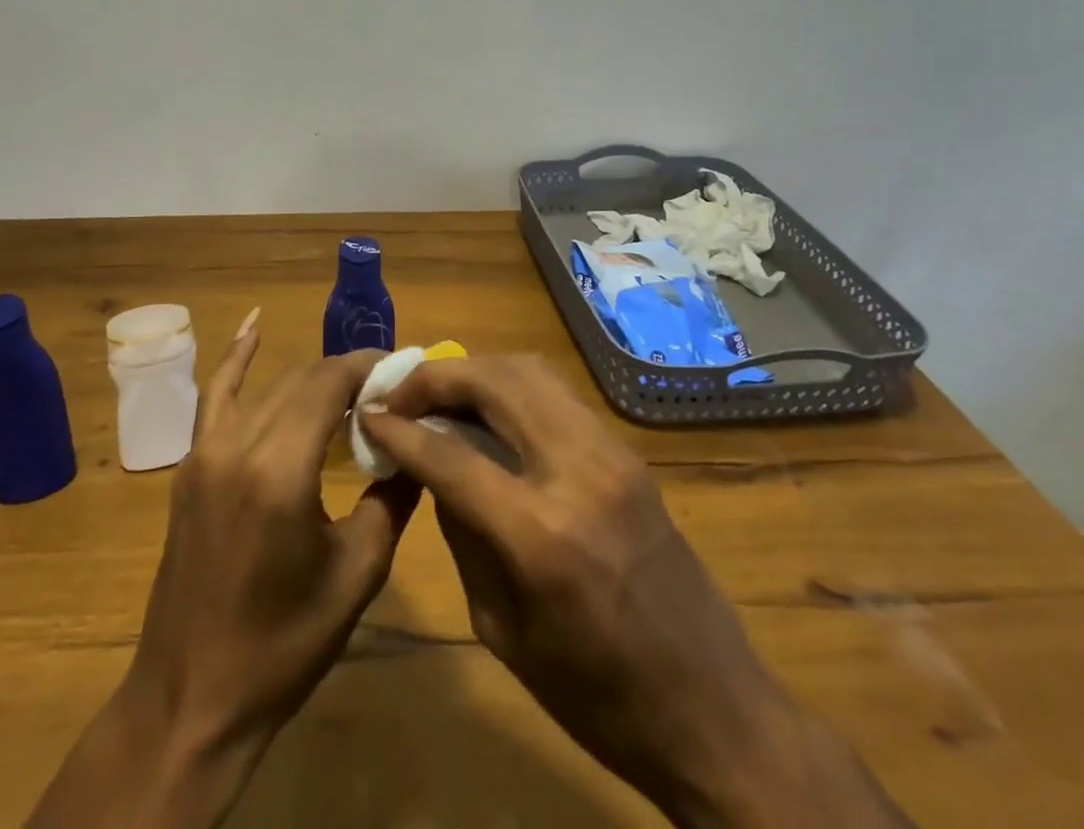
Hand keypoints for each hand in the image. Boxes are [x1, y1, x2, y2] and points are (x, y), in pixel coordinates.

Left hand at [30, 313, 418, 828]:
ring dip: (311, 378)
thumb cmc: (283, 644)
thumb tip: (416, 442)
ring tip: (352, 386)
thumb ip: (393, 498)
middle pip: (301, 379)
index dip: (368, 366)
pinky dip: (236, 357)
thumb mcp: (357, 574)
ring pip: (269, 387)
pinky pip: (214, 395)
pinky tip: (254, 323)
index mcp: (280, 469)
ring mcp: (205, 450)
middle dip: (347, 373)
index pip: (330, 383)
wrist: (193, 697)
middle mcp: (237, 444)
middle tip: (388, 388)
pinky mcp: (190, 464)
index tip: (404, 369)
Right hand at [363, 355, 909, 828]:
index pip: (451, 453)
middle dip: (436, 377)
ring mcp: (610, 452)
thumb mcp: (503, 629)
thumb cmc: (597, 699)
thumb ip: (463, 533)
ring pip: (528, 371)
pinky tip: (488, 410)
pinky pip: (556, 394)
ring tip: (438, 394)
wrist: (715, 712)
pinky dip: (512, 386)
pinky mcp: (627, 452)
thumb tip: (431, 467)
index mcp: (540, 534)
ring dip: (475, 371)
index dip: (400, 429)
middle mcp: (577, 471)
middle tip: (400, 395)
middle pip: (494, 381)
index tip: (367, 414)